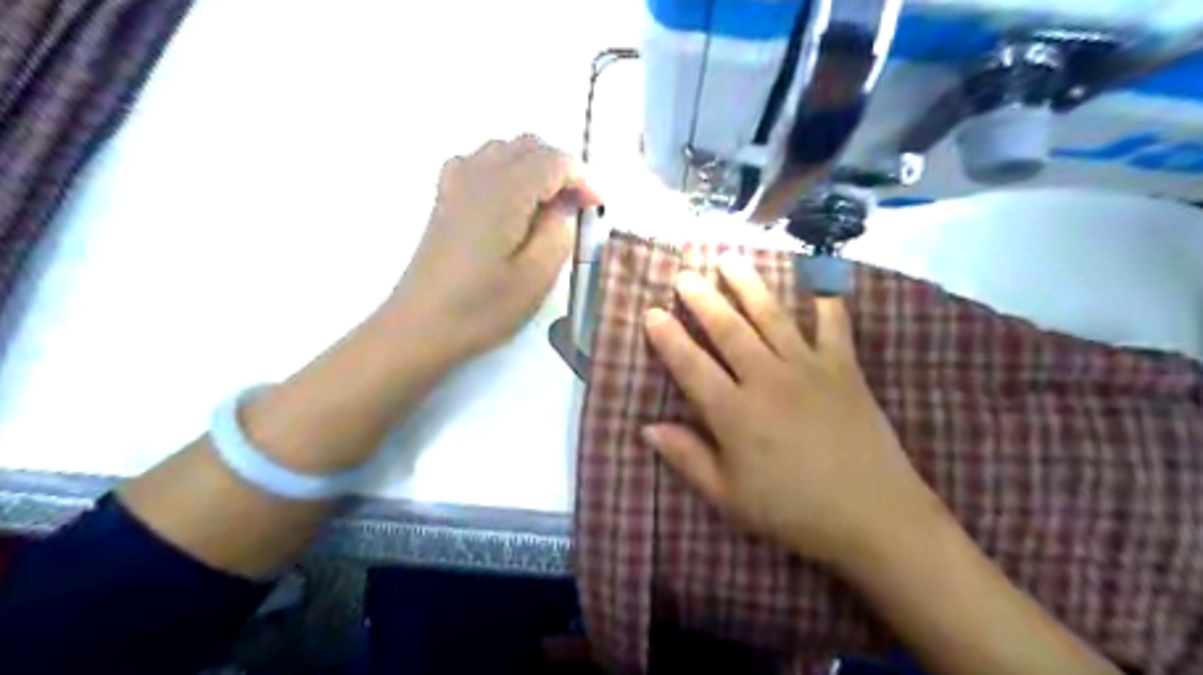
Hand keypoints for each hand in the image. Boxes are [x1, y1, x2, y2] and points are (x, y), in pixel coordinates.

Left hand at [386, 135, 600, 360]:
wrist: (420, 326)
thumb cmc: (482, 308)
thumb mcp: (536, 278)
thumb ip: (559, 233)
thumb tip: (563, 207)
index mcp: (506, 192)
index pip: (554, 161)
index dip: (583, 179)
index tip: (597, 207)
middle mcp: (479, 175)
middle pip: (529, 146)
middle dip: (561, 169)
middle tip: (576, 208)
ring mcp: (456, 183)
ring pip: (504, 149)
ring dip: (534, 167)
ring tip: (547, 207)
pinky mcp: (445, 198)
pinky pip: (479, 162)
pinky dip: (504, 170)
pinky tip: (509, 201)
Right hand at [644, 257, 942, 571]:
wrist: (873, 515)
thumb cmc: (792, 510)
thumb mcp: (729, 497)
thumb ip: (687, 458)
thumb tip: (647, 428)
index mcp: (734, 413)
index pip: (691, 365)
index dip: (668, 337)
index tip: (651, 312)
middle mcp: (766, 379)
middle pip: (728, 328)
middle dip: (702, 298)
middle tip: (685, 274)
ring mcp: (808, 367)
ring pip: (771, 315)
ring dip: (748, 284)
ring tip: (730, 258)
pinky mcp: (844, 367)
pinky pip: (833, 324)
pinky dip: (825, 299)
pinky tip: (816, 279)